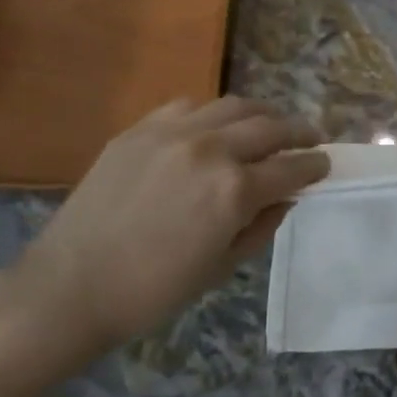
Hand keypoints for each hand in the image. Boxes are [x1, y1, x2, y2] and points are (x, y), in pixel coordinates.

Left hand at [13, 97, 328, 355]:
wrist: (70, 286)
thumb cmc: (154, 290)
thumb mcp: (222, 266)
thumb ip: (261, 225)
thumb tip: (285, 197)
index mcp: (235, 190)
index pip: (292, 168)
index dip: (315, 166)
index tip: (325, 164)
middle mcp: (211, 149)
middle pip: (270, 127)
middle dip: (298, 133)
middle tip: (309, 139)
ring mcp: (173, 133)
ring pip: (233, 106)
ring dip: (261, 115)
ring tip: (269, 126)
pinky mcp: (140, 129)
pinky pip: (189, 107)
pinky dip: (214, 114)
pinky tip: (215, 127)